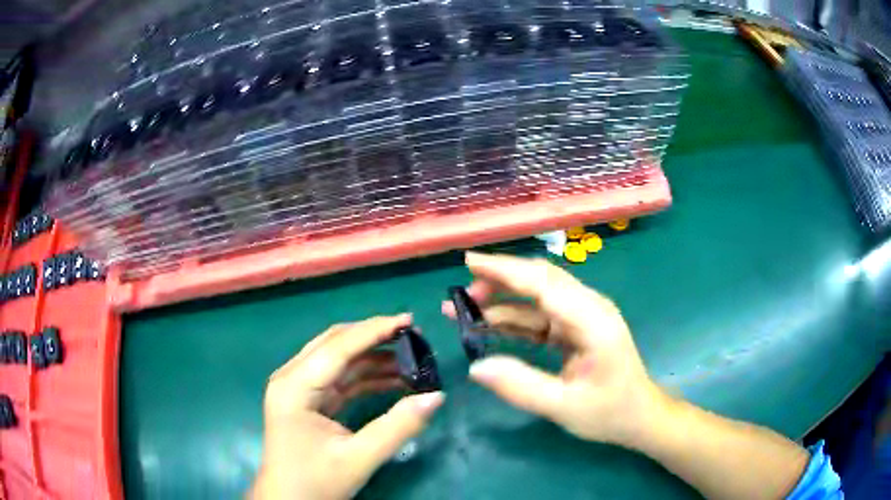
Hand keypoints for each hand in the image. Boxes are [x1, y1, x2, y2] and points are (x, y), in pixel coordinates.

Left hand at [251, 315, 444, 499]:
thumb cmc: (315, 482)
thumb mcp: (359, 458)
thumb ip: (398, 427)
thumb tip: (437, 396)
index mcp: (295, 387)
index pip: (338, 347)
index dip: (375, 330)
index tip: (410, 320)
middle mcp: (292, 378)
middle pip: (335, 344)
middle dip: (374, 338)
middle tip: (414, 336)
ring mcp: (298, 389)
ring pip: (338, 360)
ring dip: (373, 358)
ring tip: (411, 359)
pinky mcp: (308, 401)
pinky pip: (339, 380)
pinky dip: (366, 378)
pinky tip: (394, 380)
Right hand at [443, 253, 665, 448]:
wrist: (640, 416)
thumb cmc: (609, 412)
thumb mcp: (563, 407)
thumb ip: (521, 386)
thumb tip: (476, 368)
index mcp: (592, 320)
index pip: (544, 283)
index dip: (506, 270)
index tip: (469, 263)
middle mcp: (589, 308)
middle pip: (541, 280)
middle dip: (500, 281)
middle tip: (460, 295)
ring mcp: (583, 316)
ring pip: (538, 296)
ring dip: (503, 300)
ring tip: (464, 310)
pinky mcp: (577, 328)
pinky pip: (541, 316)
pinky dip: (515, 318)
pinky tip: (490, 325)